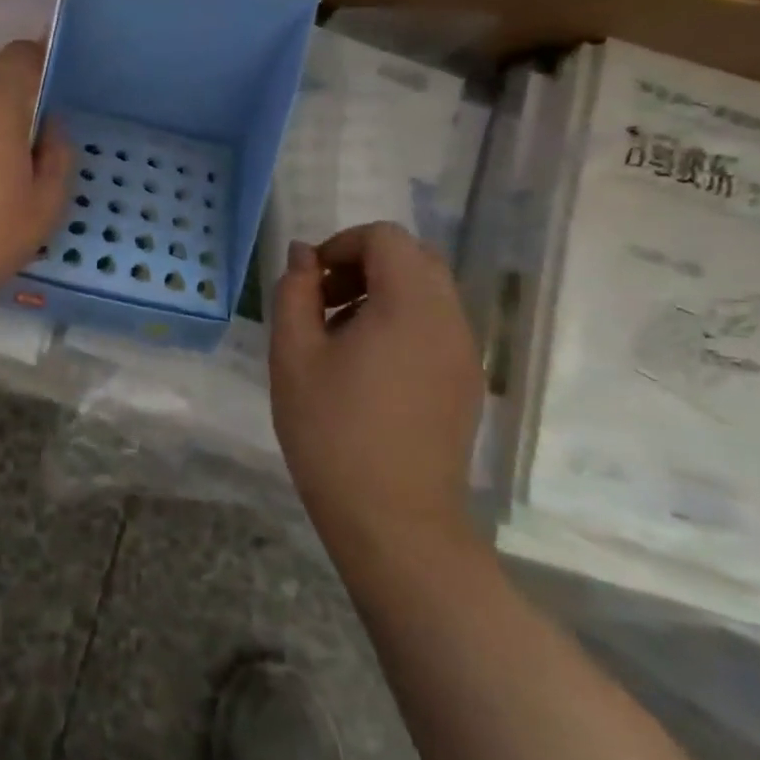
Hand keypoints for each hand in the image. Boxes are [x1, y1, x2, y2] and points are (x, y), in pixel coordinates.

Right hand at [270, 223, 483, 556]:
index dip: (342, 244)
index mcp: (410, 304)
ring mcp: (465, 354)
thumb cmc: (333, 432)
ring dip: (381, 295)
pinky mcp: (466, 384)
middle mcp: (450, 319)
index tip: (310, 282)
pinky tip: (368, 371)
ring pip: (427, 293)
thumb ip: (295, 292)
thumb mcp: (294, 355)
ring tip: (339, 341)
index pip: (386, 237)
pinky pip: (435, 328)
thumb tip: (304, 255)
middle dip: (363, 266)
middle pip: (414, 259)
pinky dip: (401, 324)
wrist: (394, 522)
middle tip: (323, 304)